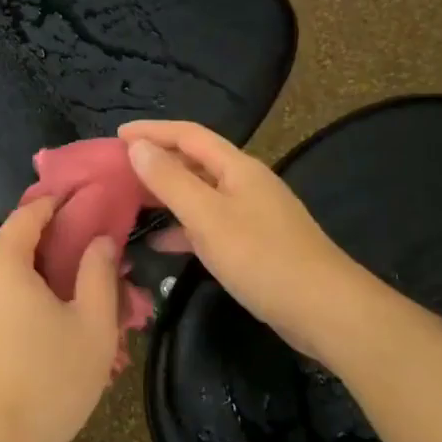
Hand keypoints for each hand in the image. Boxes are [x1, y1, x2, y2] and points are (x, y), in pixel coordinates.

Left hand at [0, 197, 121, 441]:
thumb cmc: (50, 381)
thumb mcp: (92, 325)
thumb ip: (99, 273)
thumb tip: (100, 240)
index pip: (28, 216)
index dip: (56, 204)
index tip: (83, 198)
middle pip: (16, 247)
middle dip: (55, 249)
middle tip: (94, 260)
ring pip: (7, 278)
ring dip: (40, 280)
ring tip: (79, 299)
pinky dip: (22, 301)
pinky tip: (50, 326)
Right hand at [120, 120, 356, 356]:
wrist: (324, 309)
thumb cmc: (262, 257)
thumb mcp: (207, 217)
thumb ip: (170, 181)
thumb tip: (137, 147)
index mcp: (237, 168)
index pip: (188, 135)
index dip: (152, 131)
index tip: (116, 135)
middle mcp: (245, 183)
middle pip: (195, 161)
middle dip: (157, 161)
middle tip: (118, 169)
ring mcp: (252, 214)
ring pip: (200, 194)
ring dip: (167, 194)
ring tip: (131, 202)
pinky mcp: (254, 244)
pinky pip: (209, 224)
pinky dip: (183, 228)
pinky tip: (160, 244)